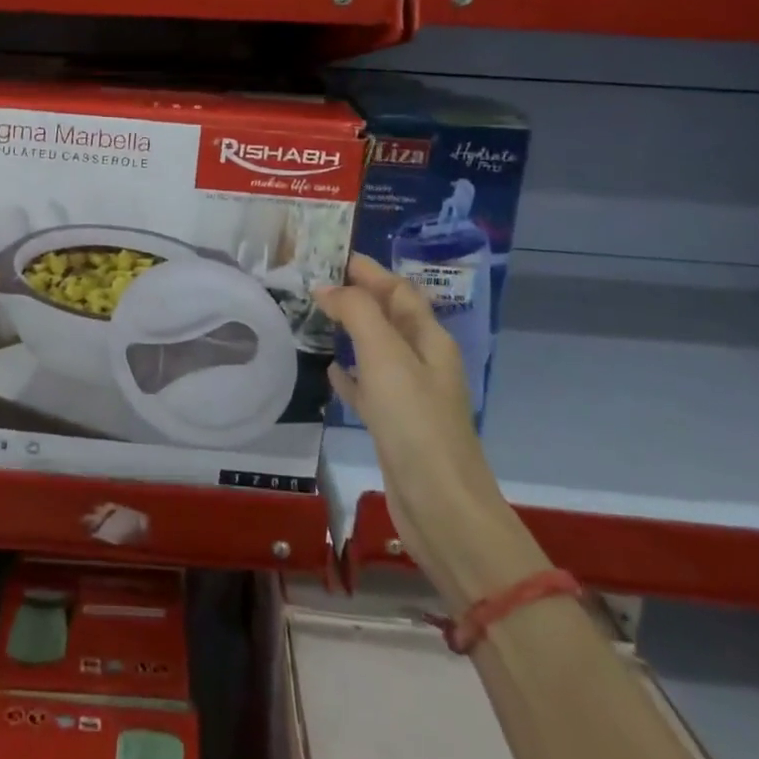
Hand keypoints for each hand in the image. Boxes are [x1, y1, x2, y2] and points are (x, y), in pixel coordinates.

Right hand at [316, 255, 532, 608]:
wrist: (439, 504)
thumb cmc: (415, 422)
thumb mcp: (386, 356)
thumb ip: (357, 313)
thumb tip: (329, 287)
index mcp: (430, 340)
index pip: (400, 291)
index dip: (371, 271)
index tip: (336, 254)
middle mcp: (423, 362)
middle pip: (391, 317)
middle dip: (361, 296)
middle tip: (319, 280)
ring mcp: (410, 396)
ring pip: (377, 350)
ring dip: (353, 330)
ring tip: (319, 316)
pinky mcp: (394, 425)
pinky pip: (368, 387)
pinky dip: (350, 374)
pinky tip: (330, 370)